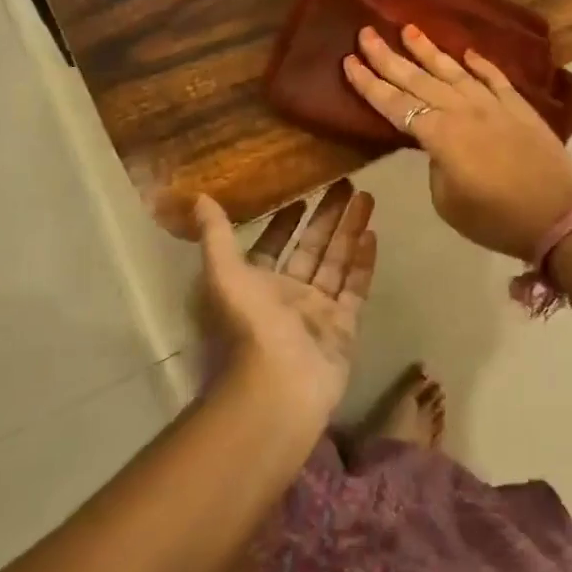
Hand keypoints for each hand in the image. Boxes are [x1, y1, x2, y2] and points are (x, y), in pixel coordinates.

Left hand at [188, 181, 375, 427]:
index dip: (284, 221)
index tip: (301, 195)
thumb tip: (198, 197)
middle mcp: (287, 296)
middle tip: (346, 184)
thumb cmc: (248, 327)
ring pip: (336, 262)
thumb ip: (216, 236)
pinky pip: (355, 288)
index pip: (273, 245)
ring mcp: (317, 312)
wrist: (279, 388)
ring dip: (349, 230)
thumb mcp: (223, 275)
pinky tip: (372, 234)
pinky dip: (363, 263)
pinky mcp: (343, 327)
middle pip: (311, 248)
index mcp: (255, 285)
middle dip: (327, 217)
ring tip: (367, 197)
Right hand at [344, 25, 571, 260]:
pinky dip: (480, 64)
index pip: (395, 104)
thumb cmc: (497, 219)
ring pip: (455, 71)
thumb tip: (440, 148)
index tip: (349, 60)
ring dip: (429, 51)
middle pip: (419, 80)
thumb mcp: (449, 202)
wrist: (559, 216)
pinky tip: (467, 53)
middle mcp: (463, 111)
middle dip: (389, 57)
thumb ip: (437, 166)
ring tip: (408, 29)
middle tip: (366, 33)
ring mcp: (494, 105)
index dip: (369, 84)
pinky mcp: (520, 108)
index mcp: (441, 135)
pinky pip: (496, 79)